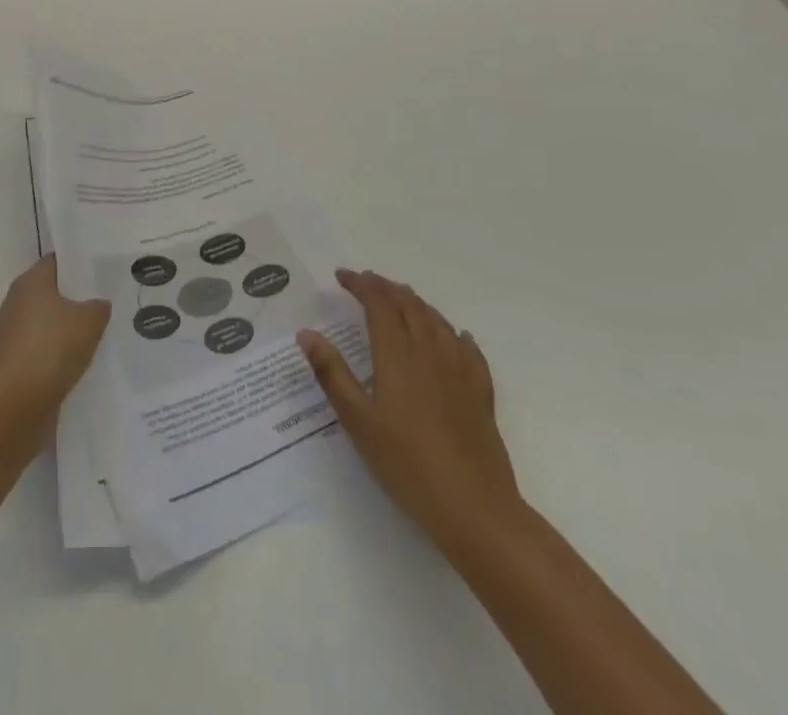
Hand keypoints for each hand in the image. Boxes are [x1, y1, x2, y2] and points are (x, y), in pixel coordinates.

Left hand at [0, 254, 110, 412]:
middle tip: (105, 304)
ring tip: (98, 337)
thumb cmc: (52, 347)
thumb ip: (98, 307)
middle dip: (75, 300)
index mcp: (31, 281)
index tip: (100, 272)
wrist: (16, 402)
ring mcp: (12, 335)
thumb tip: (99, 304)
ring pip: (47, 325)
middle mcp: (17, 302)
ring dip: (66, 332)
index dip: (78, 265)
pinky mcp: (13, 364)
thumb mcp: (90, 320)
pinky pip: (42, 352)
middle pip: (51, 293)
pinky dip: (57, 357)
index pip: (56, 262)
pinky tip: (80, 364)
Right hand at [298, 268, 521, 550]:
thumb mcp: (358, 422)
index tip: (341, 277)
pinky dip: (456, 335)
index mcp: (398, 356)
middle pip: (410, 305)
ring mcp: (461, 372)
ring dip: (416, 303)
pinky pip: (469, 351)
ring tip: (401, 299)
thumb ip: (332, 374)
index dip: (361, 284)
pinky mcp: (481, 395)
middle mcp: (430, 353)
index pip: (379, 304)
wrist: (475, 509)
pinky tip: (457, 337)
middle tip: (366, 282)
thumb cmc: (407, 465)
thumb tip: (306, 333)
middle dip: (386, 287)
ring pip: (438, 322)